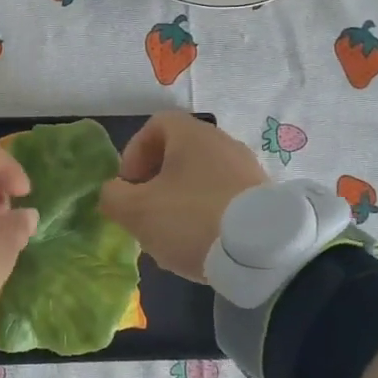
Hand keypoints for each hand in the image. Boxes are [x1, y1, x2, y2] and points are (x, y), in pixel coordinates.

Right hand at [98, 112, 267, 281]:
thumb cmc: (190, 219)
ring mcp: (248, 169)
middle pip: (179, 153)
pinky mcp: (264, 198)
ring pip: (201, 178)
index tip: (129, 185)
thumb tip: (114, 192)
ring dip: (181, 200)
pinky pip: (224, 198)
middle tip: (146, 212)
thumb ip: (113, 196)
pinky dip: (207, 214)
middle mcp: (223, 143)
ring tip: (173, 234)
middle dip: (156, 181)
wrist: (262, 252)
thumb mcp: (136, 211)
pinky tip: (203, 243)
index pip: (155, 125)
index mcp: (192, 135)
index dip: (134, 152)